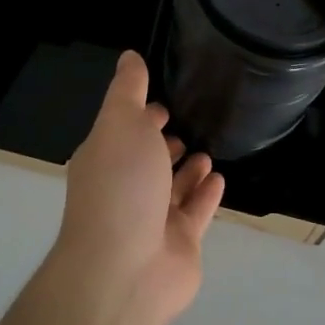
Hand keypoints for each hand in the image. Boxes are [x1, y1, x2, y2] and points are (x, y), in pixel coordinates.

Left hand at [51, 51, 224, 324]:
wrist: (125, 268)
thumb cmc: (120, 185)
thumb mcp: (121, 122)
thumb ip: (127, 89)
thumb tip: (129, 56)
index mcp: (105, 159)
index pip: (124, 131)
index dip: (141, 115)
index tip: (163, 102)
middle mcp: (125, 188)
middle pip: (147, 161)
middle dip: (163, 143)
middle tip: (189, 125)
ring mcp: (152, 220)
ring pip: (173, 188)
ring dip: (188, 169)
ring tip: (207, 150)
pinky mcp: (180, 243)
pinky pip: (196, 212)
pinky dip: (206, 195)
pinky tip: (220, 178)